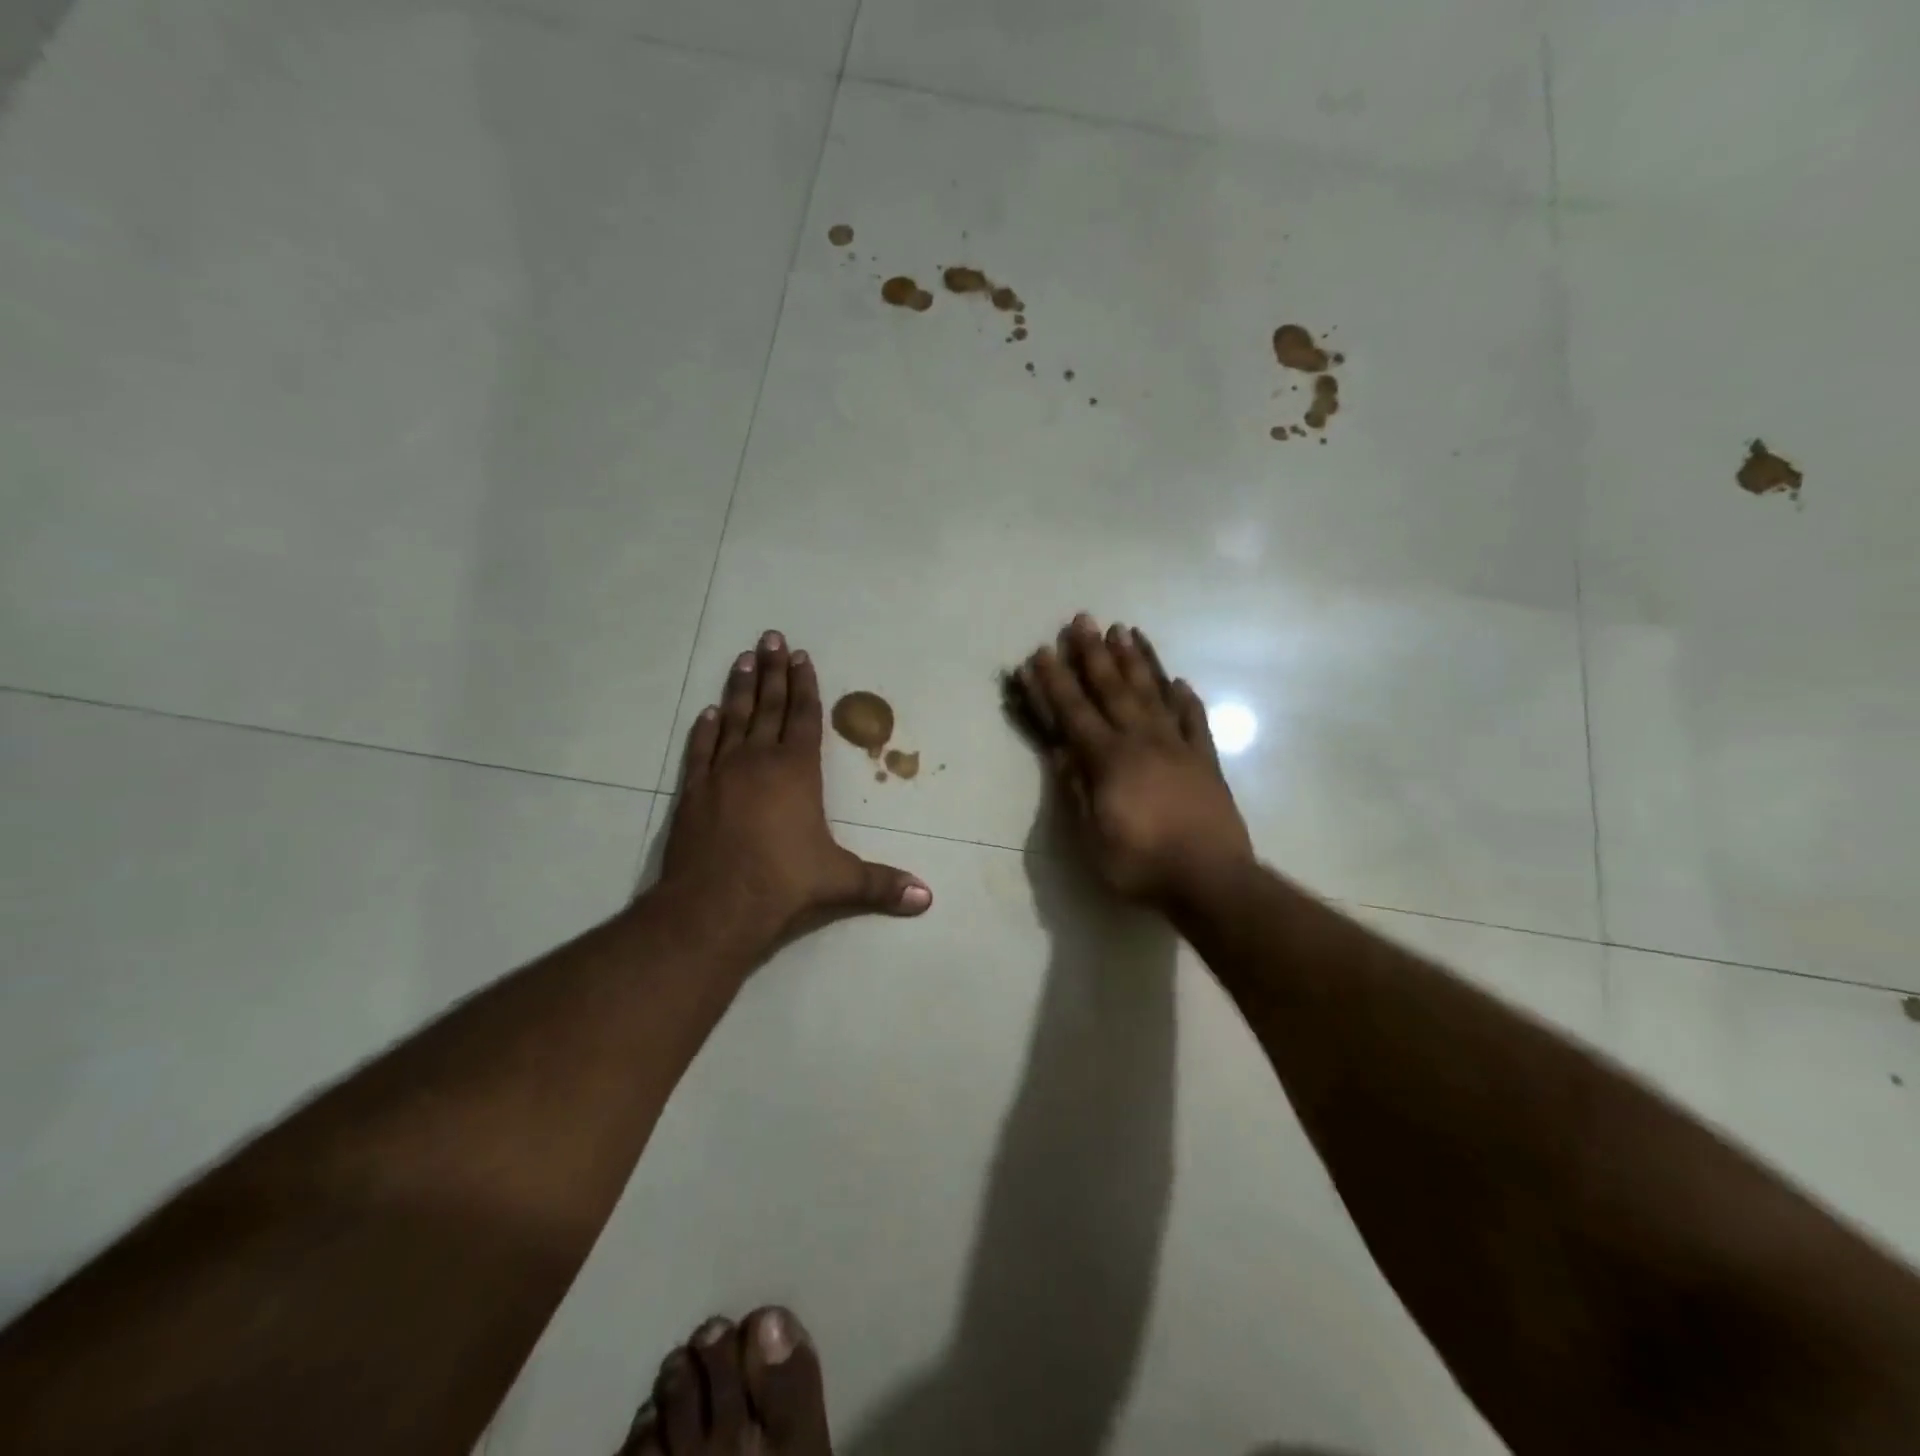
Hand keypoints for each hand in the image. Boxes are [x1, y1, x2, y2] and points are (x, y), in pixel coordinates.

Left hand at [660, 631, 931, 956]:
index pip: (804, 718)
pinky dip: (705, 729)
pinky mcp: (692, 792)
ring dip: (740, 688)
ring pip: (733, 719)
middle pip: (768, 706)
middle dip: (773, 671)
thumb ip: (882, 885)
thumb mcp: (839, 881)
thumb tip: (927, 898)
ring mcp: (721, 773)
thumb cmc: (782, 884)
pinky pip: (700, 750)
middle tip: (770, 637)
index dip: (805, 687)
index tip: (802, 657)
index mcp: (796, 771)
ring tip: (743, 659)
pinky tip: (708, 712)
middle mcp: (758, 761)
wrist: (713, 906)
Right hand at [1011, 614, 1252, 907]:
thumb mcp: (1092, 836)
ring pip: (1153, 694)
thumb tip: (1060, 749)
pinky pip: (1195, 721)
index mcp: (1109, 760)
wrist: (1211, 881)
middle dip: (1093, 653)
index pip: (1074, 713)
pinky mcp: (1206, 761)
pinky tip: (1179, 681)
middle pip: (1113, 689)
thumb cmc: (1141, 865)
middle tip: (1082, 619)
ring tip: (1125, 630)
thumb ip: (1076, 788)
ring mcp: (1178, 747)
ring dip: (1137, 661)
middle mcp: (1142, 741)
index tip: (1041, 653)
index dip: (1054, 682)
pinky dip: (1185, 699)